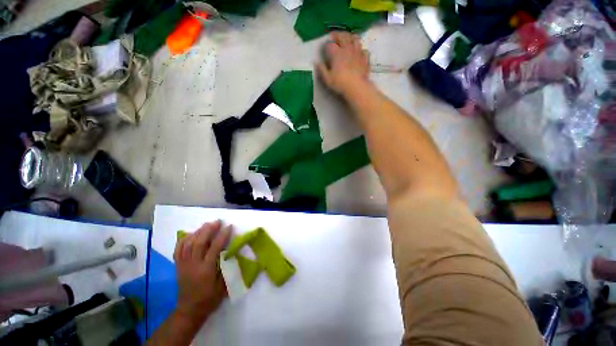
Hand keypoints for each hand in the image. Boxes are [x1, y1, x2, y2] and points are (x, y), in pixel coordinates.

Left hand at [173, 220, 230, 323]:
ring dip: (198, 232)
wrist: (189, 310)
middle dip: (209, 230)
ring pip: (188, 244)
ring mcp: (183, 265)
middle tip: (217, 221)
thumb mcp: (223, 286)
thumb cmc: (209, 299)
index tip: (229, 226)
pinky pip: (178, 250)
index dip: (223, 235)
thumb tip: (232, 251)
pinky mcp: (178, 266)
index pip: (215, 248)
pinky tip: (190, 234)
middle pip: (199, 242)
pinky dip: (183, 240)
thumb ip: (226, 267)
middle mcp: (193, 265)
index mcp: (206, 270)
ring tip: (206, 225)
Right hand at [316, 32, 370, 96]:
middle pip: (343, 36)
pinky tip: (359, 51)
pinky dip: (360, 48)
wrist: (357, 87)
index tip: (325, 47)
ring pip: (355, 39)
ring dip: (350, 37)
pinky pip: (364, 49)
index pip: (330, 44)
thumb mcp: (327, 79)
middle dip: (337, 35)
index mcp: (336, 53)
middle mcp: (347, 49)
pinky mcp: (365, 58)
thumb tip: (316, 62)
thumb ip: (321, 69)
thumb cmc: (340, 83)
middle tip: (334, 36)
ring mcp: (357, 52)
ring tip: (347, 39)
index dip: (327, 44)